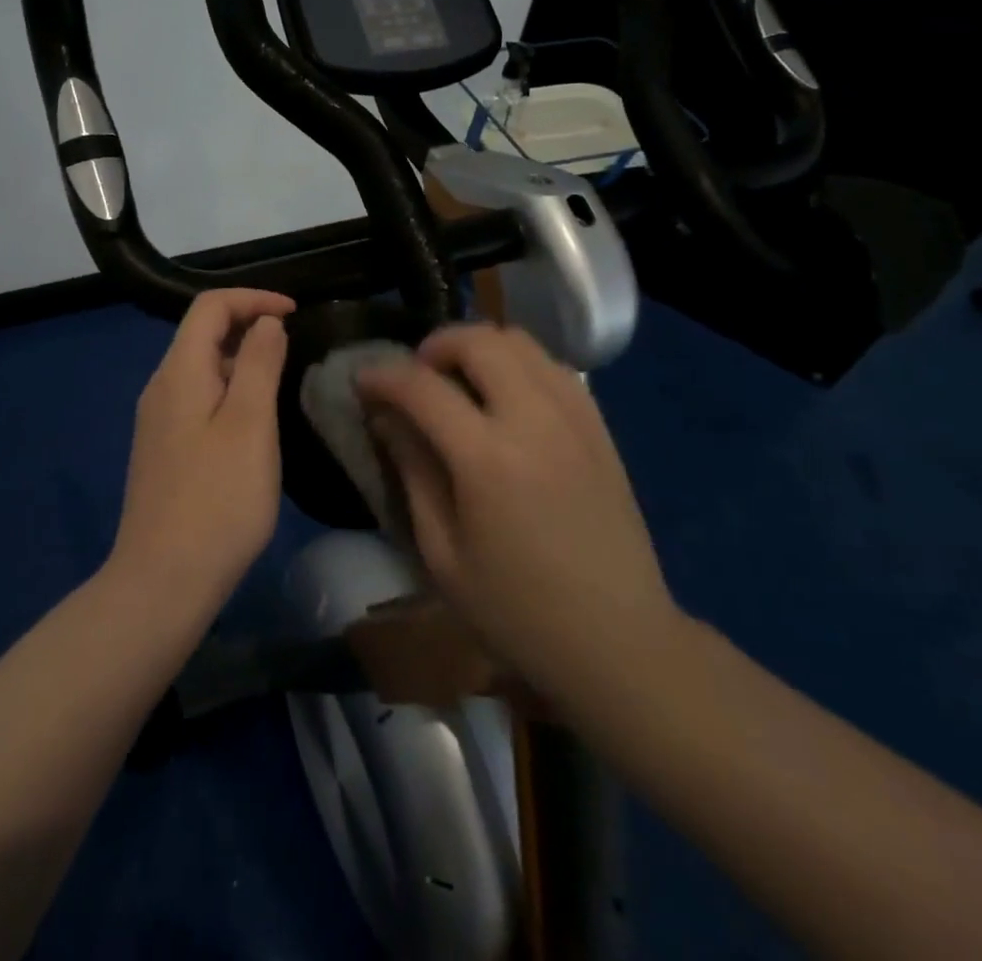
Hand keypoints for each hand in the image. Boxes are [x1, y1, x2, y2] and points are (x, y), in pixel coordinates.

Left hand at [108, 288, 293, 615]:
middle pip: (202, 333)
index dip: (253, 298)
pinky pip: (198, 398)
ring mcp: (158, 420)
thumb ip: (259, 364)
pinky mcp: (164, 449)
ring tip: (282, 379)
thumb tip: (266, 322)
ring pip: (202, 367)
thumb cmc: (217, 500)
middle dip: (249, 325)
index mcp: (178, 372)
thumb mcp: (250, 425)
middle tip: (295, 346)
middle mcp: (161, 387)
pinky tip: (254, 421)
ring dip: (242, 360)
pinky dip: (230, 390)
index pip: (210, 306)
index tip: (295, 313)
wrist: (162, 582)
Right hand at [356, 324, 682, 705]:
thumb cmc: (517, 611)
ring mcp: (575, 417)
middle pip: (478, 341)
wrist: (619, 641)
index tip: (361, 381)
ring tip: (457, 382)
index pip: (422, 387)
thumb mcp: (443, 554)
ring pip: (520, 341)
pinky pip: (552, 366)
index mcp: (488, 459)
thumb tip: (386, 418)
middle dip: (434, 346)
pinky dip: (517, 364)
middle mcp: (534, 420)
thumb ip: (413, 472)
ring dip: (477, 348)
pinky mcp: (599, 427)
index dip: (383, 376)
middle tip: (415, 378)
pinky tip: (504, 400)